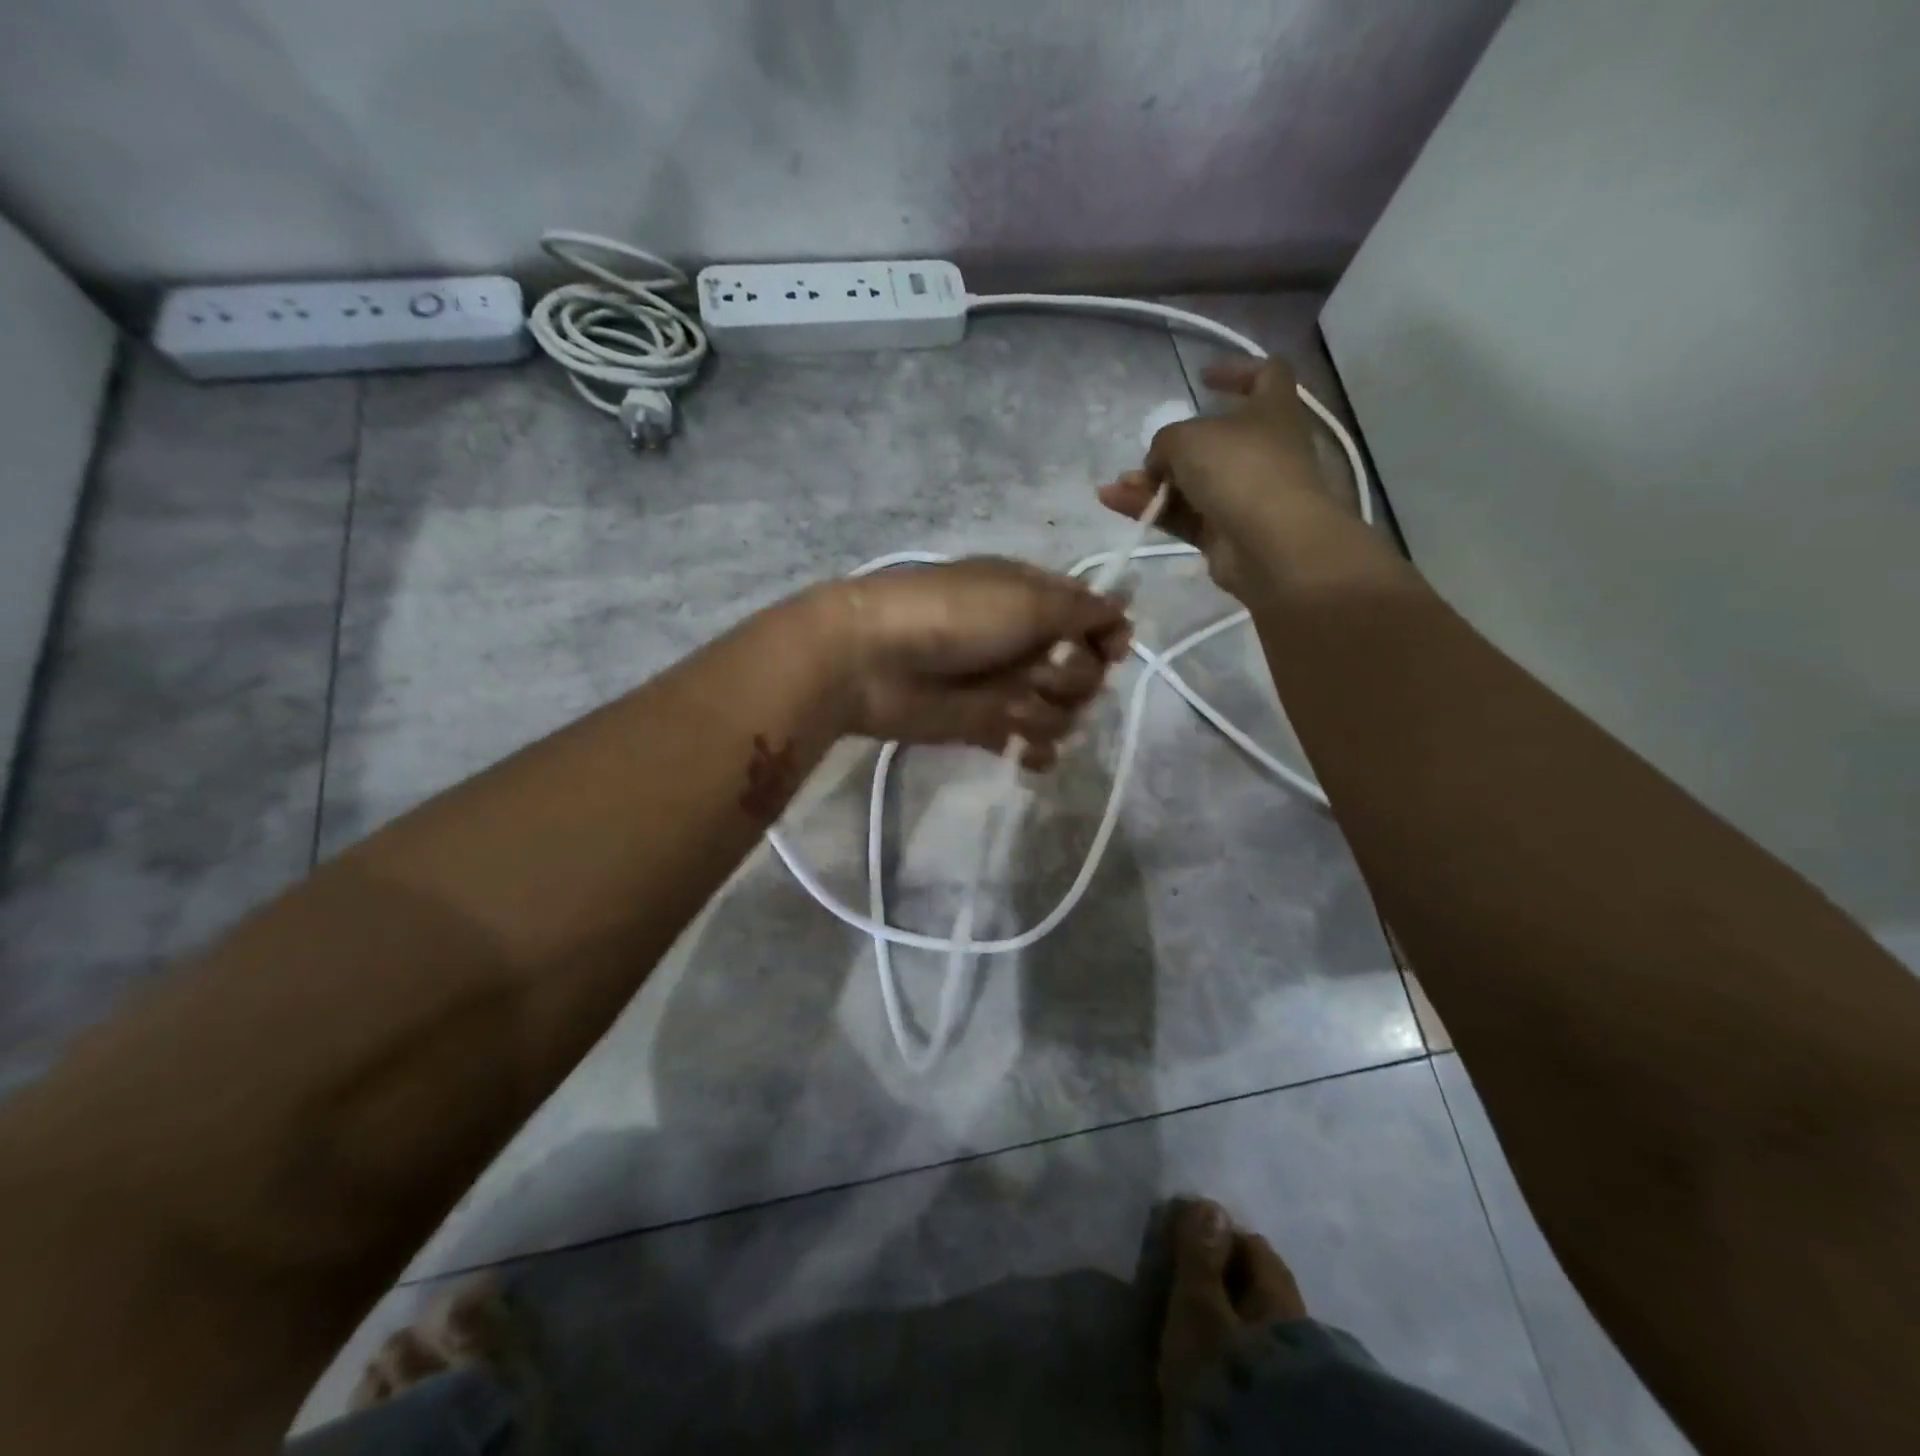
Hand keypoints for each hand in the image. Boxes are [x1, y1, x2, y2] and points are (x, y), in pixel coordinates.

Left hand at [815, 558, 1129, 767]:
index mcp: (1033, 599)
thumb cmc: (952, 617)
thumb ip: (1082, 609)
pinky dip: (1036, 750)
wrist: (869, 660)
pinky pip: (1032, 744)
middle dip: (1075, 678)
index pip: (1093, 619)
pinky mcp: (985, 726)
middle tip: (1044, 673)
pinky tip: (1027, 750)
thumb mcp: (1025, 598)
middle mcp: (1025, 641)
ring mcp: (1005, 686)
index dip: (1108, 637)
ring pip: (1062, 711)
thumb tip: (1123, 612)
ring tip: (1012, 708)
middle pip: (1085, 671)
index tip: (1109, 651)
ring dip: (1048, 713)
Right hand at [1098, 357, 1335, 599]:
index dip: (1236, 370)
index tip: (1202, 378)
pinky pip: (1183, 515)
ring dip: (1153, 482)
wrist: (1270, 543)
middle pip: (1216, 440)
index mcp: (1272, 410)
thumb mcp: (1187, 437)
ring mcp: (1245, 494)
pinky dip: (1151, 509)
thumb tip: (1158, 464)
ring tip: (1118, 485)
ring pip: (1192, 483)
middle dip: (1175, 447)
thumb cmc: (1239, 469)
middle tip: (1147, 453)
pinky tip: (1115, 501)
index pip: (1267, 375)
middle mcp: (1263, 450)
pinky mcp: (1225, 534)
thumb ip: (1164, 442)